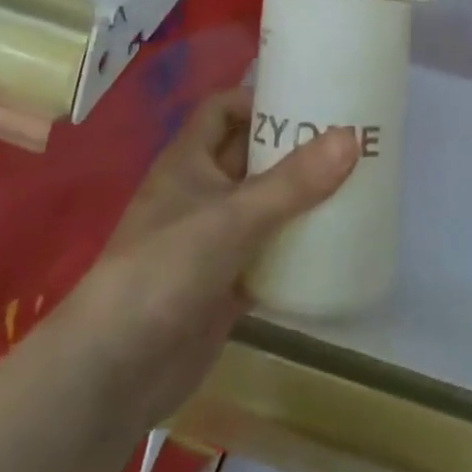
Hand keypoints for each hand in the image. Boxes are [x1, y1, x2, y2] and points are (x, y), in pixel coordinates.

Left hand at [54, 88, 357, 431]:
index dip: (260, 99)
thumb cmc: (166, 269)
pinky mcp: (227, 283)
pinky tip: (337, 243)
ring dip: (301, 197)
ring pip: (264, 205)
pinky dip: (297, 246)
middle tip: (351, 139)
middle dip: (294, 147)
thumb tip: (352, 136)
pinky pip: (270, 252)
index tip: (310, 100)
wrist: (115, 371)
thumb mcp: (232, 217)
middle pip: (251, 155)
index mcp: (190, 160)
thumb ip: (293, 181)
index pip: (223, 109)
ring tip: (355, 183)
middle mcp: (201, 192)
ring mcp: (213, 240)